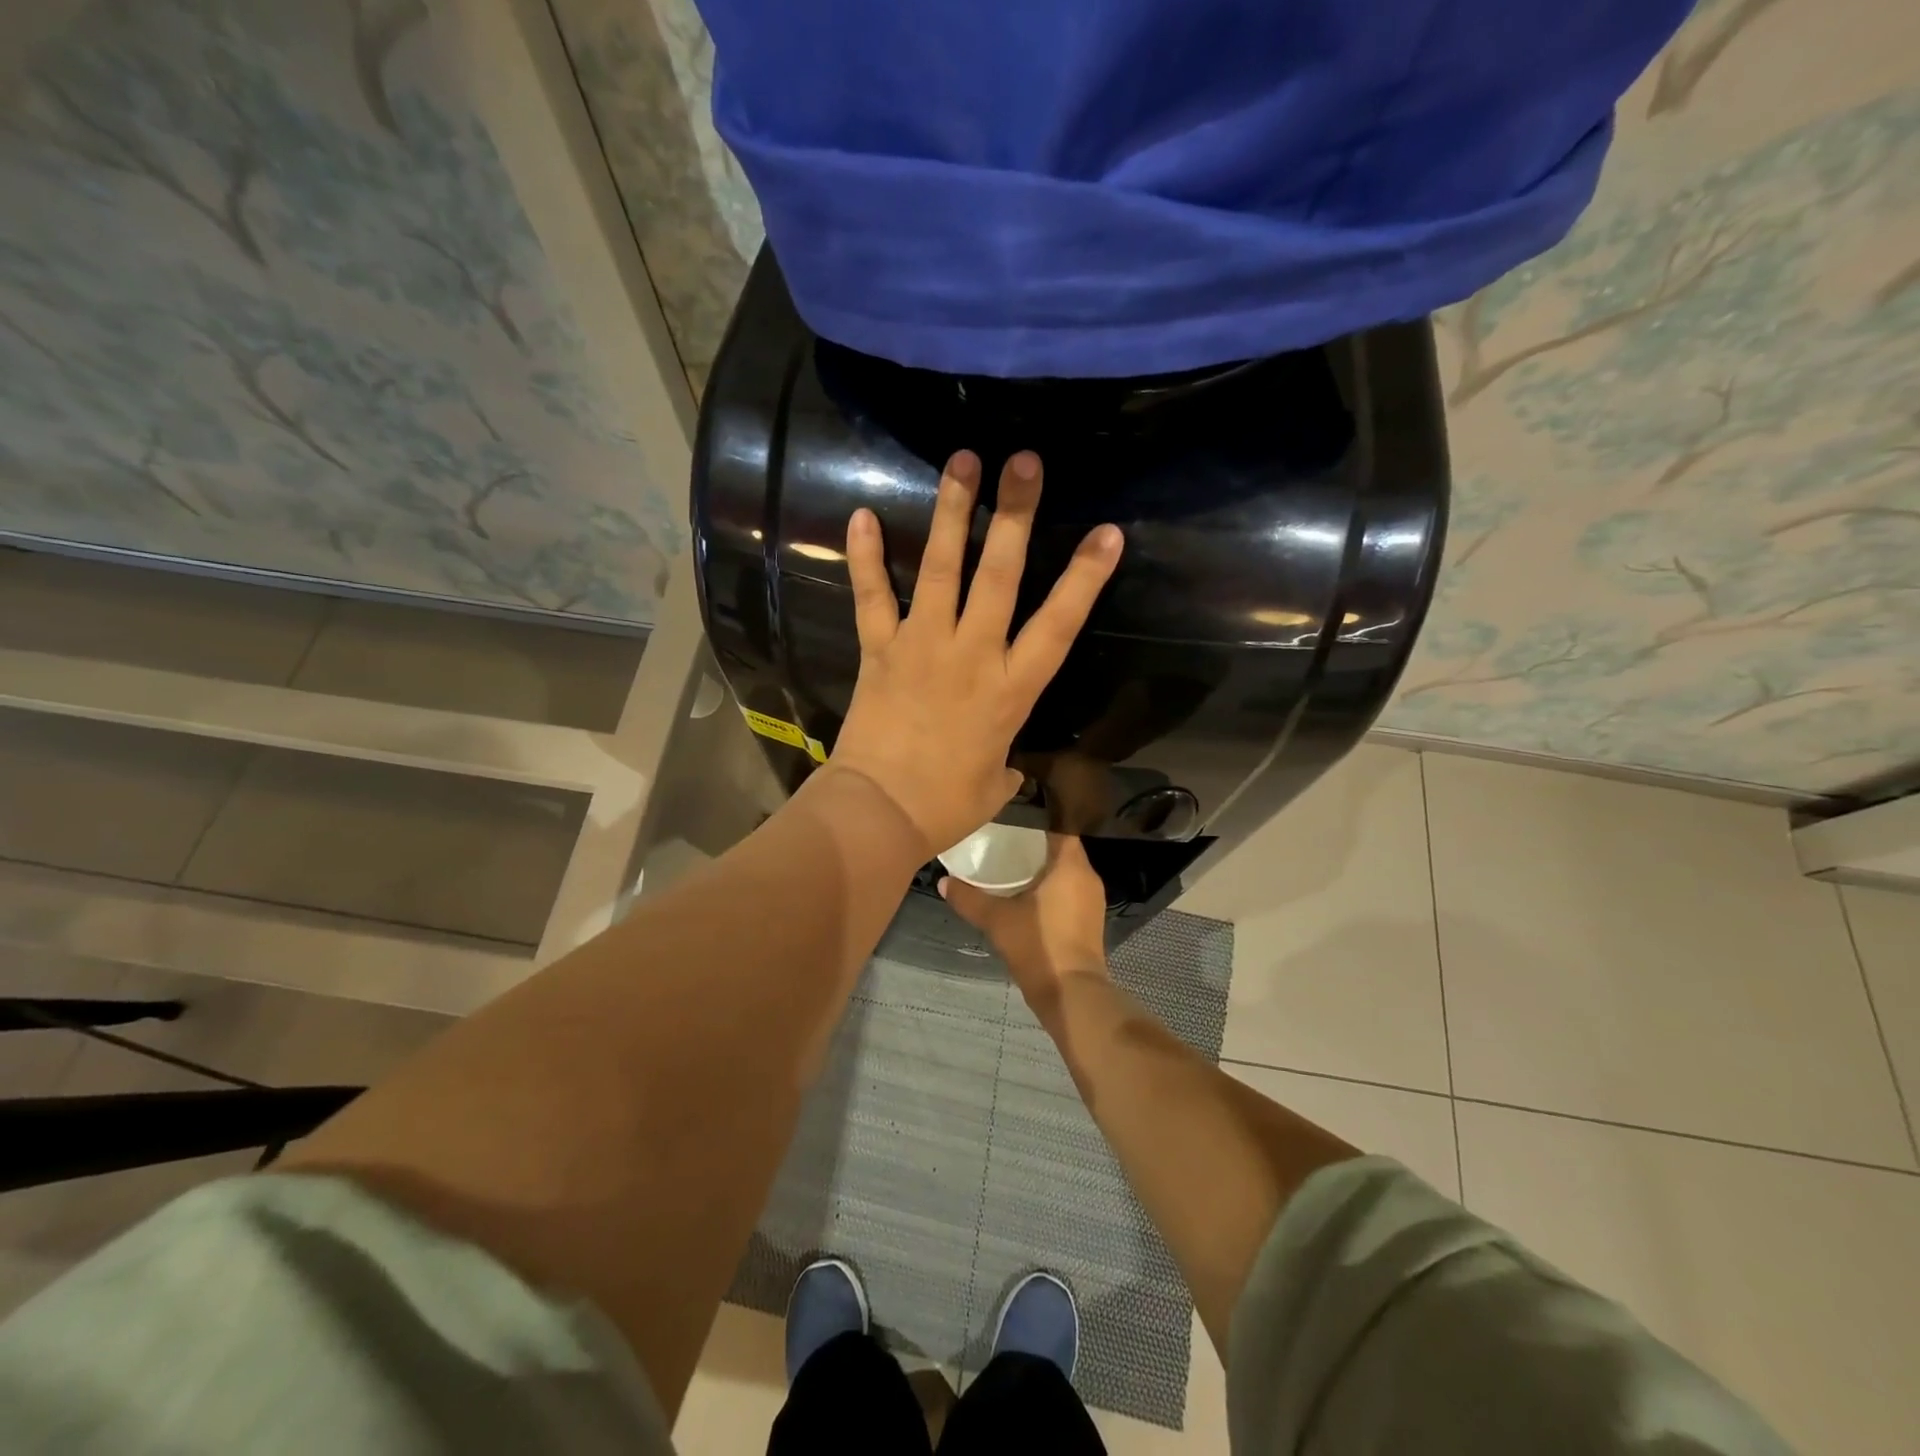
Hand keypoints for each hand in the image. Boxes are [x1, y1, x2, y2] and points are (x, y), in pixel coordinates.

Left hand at [829, 449, 1122, 855]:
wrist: (878, 812)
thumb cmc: (945, 805)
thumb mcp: (994, 785)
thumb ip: (1004, 765)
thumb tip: (1002, 765)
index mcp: (1011, 689)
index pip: (1058, 624)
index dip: (1085, 578)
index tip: (1107, 532)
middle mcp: (971, 654)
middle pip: (999, 575)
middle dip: (1014, 515)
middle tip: (1024, 462)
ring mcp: (922, 645)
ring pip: (940, 568)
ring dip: (952, 512)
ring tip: (962, 461)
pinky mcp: (880, 649)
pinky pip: (872, 596)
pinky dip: (866, 557)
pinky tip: (862, 514)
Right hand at [940, 835, 1110, 1015]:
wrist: (1071, 993)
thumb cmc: (1038, 945)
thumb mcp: (996, 919)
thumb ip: (969, 898)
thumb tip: (943, 881)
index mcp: (1071, 865)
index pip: (1059, 826)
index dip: (1037, 820)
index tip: (1012, 819)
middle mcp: (1087, 876)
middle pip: (1062, 847)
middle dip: (1035, 844)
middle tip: (1004, 839)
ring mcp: (1092, 899)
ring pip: (1066, 870)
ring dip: (1044, 867)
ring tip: (1011, 863)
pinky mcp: (1090, 919)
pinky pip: (1069, 889)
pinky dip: (1051, 886)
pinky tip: (1027, 893)